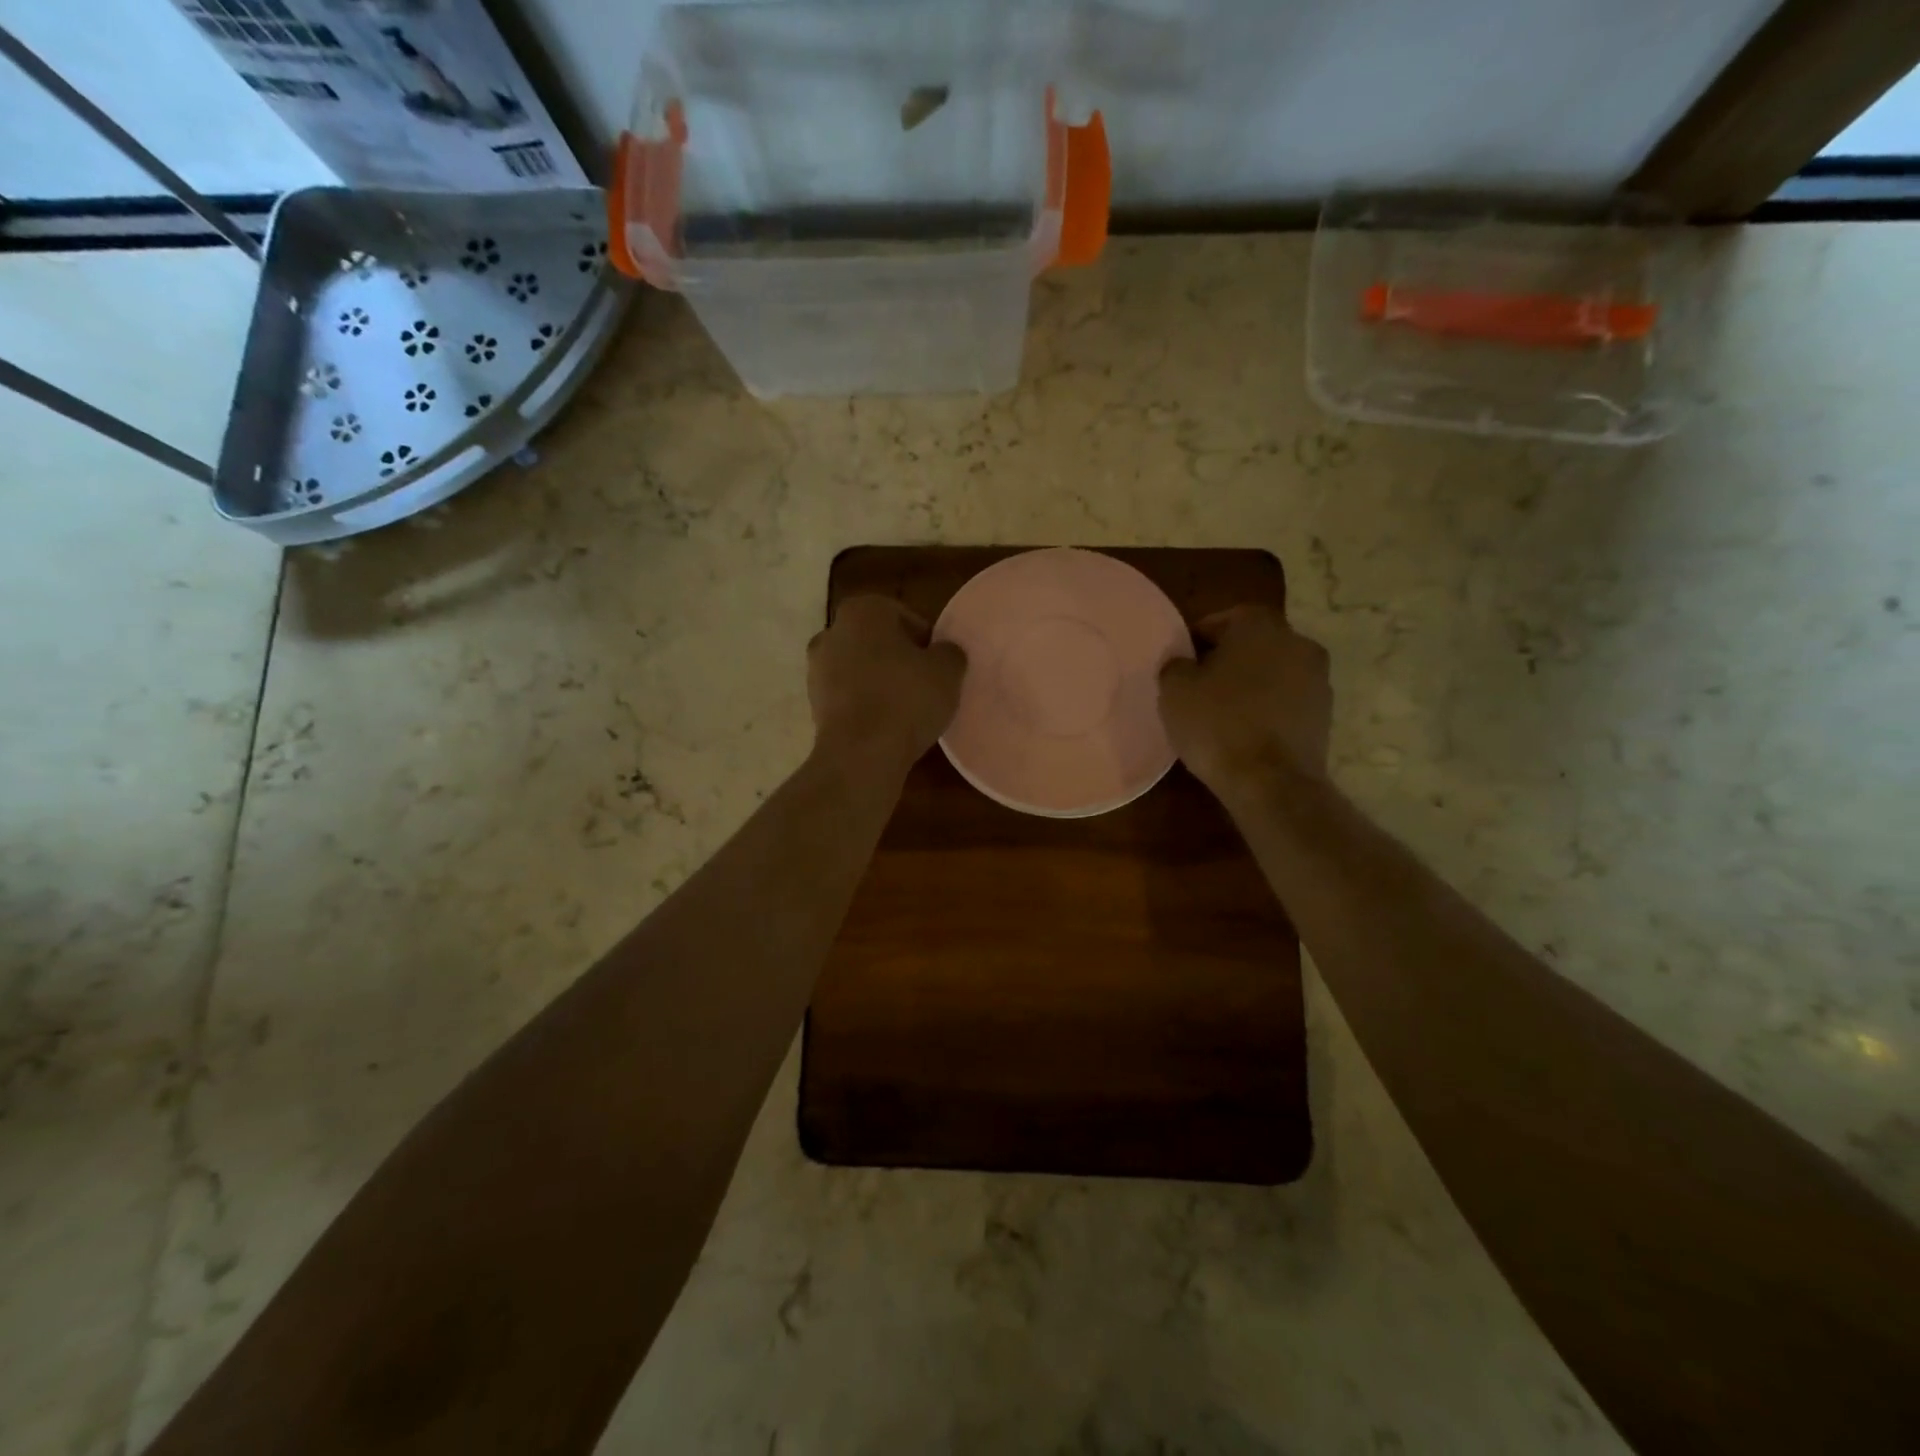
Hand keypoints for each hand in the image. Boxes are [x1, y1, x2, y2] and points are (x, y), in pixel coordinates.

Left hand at [808, 596, 965, 772]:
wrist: (860, 754)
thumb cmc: (906, 699)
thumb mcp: (947, 670)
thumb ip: (949, 652)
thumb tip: (944, 653)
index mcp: (863, 610)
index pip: (904, 618)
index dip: (927, 642)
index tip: (939, 666)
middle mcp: (832, 631)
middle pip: (878, 643)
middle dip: (899, 660)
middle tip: (925, 685)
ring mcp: (816, 669)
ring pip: (860, 669)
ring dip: (880, 683)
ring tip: (907, 710)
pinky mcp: (812, 704)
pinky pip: (849, 697)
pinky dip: (865, 705)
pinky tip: (886, 725)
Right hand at [1158, 605, 1330, 796]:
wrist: (1271, 782)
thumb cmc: (1217, 724)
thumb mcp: (1175, 690)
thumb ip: (1176, 665)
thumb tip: (1184, 663)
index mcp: (1260, 625)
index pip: (1223, 619)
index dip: (1197, 640)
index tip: (1182, 662)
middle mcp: (1297, 642)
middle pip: (1253, 644)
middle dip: (1227, 660)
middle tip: (1200, 685)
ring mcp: (1318, 679)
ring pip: (1273, 672)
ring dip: (1251, 684)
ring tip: (1223, 712)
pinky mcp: (1326, 714)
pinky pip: (1287, 701)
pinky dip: (1268, 709)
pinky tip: (1246, 731)